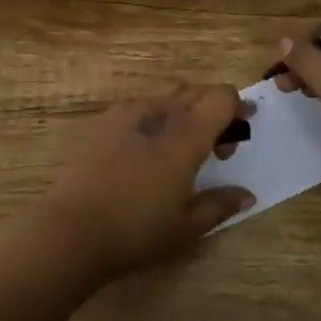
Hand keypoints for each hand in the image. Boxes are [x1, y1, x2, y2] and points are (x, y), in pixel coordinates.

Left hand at [36, 85, 255, 277]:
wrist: (72, 228)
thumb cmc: (137, 229)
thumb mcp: (187, 225)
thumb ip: (221, 204)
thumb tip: (248, 195)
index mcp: (186, 133)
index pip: (221, 96)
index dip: (237, 107)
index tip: (241, 131)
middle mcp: (160, 111)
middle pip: (196, 91)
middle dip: (213, 110)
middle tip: (215, 148)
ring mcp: (128, 111)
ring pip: (168, 95)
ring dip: (185, 111)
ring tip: (180, 148)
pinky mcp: (105, 119)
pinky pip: (142, 104)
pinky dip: (157, 115)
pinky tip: (147, 148)